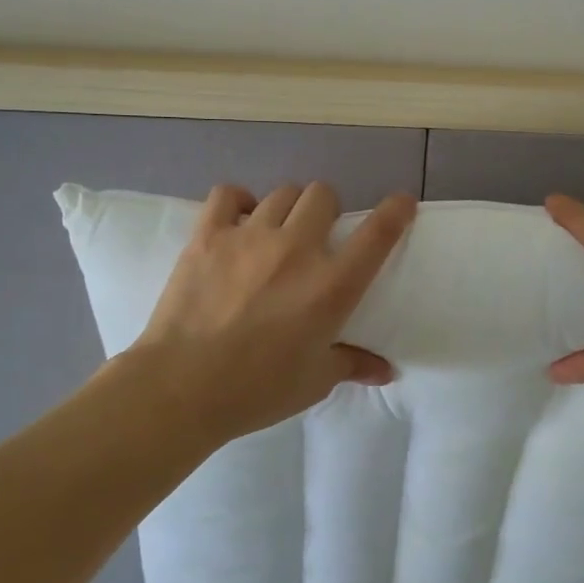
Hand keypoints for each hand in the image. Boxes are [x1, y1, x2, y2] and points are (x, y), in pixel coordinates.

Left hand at [131, 182, 416, 441]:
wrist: (181, 388)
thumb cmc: (257, 390)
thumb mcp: (314, 381)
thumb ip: (352, 364)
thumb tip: (386, 371)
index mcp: (331, 286)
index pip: (377, 234)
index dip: (395, 210)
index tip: (402, 202)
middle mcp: (296, 249)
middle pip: (323, 195)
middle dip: (327, 209)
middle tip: (317, 235)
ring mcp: (249, 237)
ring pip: (283, 192)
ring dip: (289, 207)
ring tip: (279, 229)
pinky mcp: (208, 236)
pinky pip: (227, 194)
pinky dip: (238, 201)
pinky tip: (238, 219)